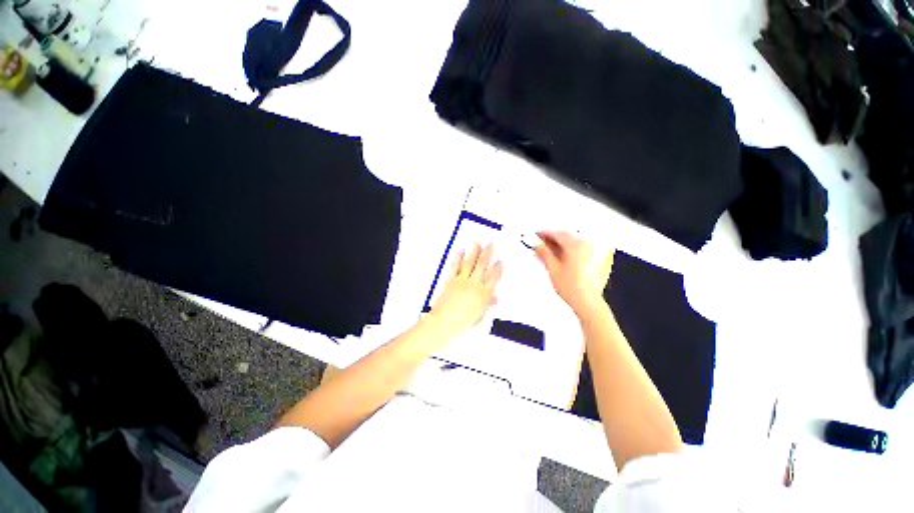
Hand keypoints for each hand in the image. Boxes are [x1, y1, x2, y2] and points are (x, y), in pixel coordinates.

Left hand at [428, 243, 502, 340]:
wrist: (445, 323)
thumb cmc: (463, 322)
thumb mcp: (479, 315)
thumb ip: (487, 304)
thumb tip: (495, 298)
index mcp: (484, 295)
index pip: (493, 278)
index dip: (497, 269)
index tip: (499, 261)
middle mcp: (475, 285)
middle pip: (483, 266)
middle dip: (487, 254)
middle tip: (490, 243)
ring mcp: (462, 281)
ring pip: (470, 263)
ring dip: (474, 251)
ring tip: (477, 242)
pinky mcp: (451, 280)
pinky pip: (456, 266)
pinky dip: (458, 257)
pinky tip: (461, 250)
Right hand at [535, 231, 613, 314]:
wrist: (587, 302)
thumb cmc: (573, 288)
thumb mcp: (553, 269)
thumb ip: (544, 253)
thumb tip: (538, 246)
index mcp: (576, 246)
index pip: (558, 234)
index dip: (545, 233)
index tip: (536, 234)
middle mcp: (586, 247)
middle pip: (565, 237)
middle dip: (551, 239)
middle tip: (539, 242)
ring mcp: (590, 253)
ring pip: (570, 244)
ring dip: (557, 245)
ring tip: (545, 251)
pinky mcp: (591, 260)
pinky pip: (575, 250)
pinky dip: (565, 251)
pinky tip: (556, 257)